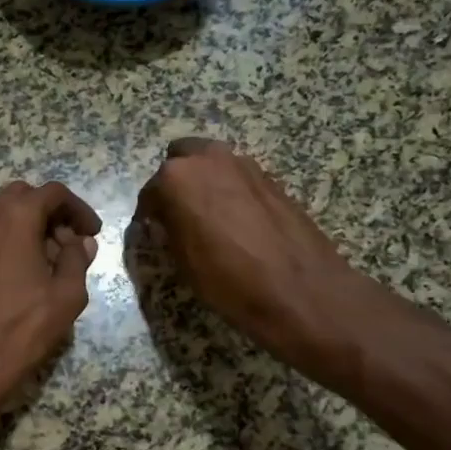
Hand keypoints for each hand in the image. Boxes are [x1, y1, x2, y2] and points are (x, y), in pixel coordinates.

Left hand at [0, 180, 102, 411]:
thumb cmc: (23, 327)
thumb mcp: (66, 294)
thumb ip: (77, 259)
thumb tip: (81, 242)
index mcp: (16, 218)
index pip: (53, 193)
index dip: (78, 208)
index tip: (93, 232)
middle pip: (25, 196)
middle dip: (51, 212)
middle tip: (71, 242)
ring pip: (4, 214)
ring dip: (30, 225)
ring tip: (52, 259)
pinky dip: (11, 239)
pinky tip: (27, 272)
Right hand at [134, 138, 359, 377]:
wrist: (301, 291)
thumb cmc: (230, 281)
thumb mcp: (183, 262)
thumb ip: (170, 230)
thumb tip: (168, 220)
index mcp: (177, 178)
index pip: (150, 192)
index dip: (149, 214)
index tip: (152, 232)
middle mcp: (209, 159)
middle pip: (181, 158)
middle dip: (176, 182)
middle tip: (179, 216)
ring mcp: (244, 164)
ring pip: (212, 163)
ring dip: (205, 183)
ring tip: (209, 219)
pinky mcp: (271, 177)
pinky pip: (238, 177)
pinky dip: (231, 191)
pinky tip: (237, 222)